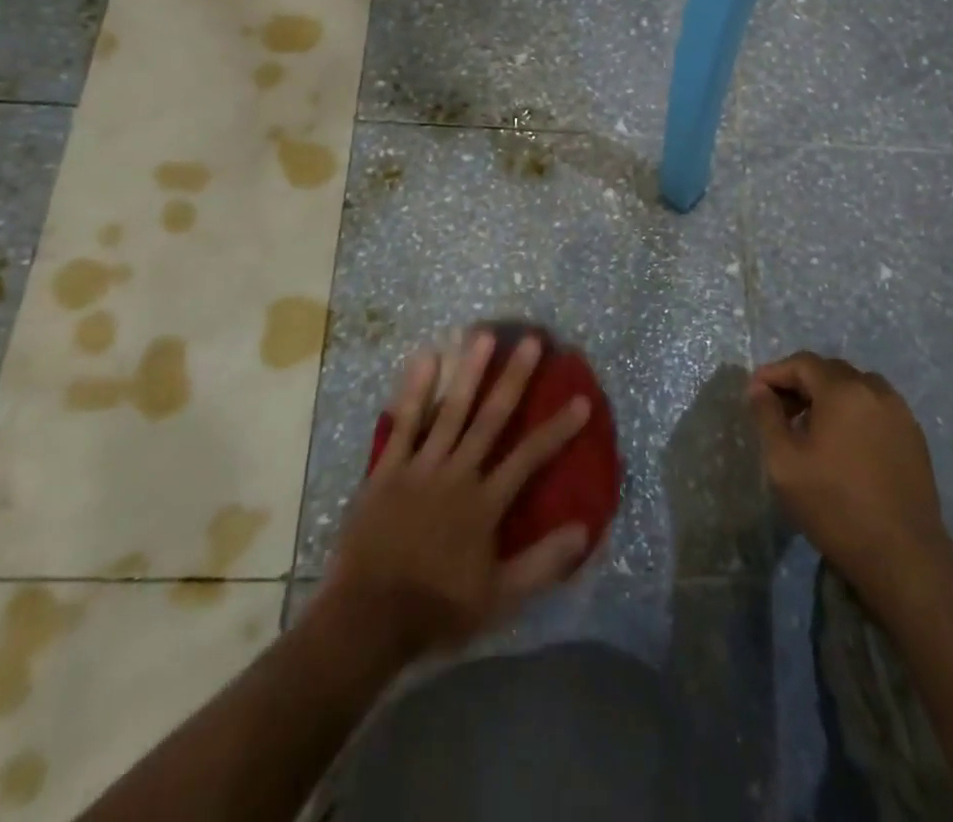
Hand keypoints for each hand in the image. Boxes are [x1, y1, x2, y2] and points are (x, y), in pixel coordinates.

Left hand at [318, 329, 593, 661]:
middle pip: (491, 418)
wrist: (368, 619)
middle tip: (531, 341)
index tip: (581, 399)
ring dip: (468, 371)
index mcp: (485, 503)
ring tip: (483, 335)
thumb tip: (585, 529)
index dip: (558, 428)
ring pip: (450, 410)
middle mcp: (457, 473)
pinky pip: (403, 422)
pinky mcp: (388, 468)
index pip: (530, 457)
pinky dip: (415, 390)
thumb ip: (542, 564)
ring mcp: (421, 466)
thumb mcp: (499, 598)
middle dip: (514, 378)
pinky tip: (425, 358)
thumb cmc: (437, 608)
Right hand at [747, 352, 947, 585]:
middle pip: (830, 371)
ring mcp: (900, 413)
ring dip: (828, 396)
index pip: (803, 363)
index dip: (775, 373)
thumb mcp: (784, 461)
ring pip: (855, 387)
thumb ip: (767, 416)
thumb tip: (759, 388)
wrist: (903, 557)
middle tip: (779, 410)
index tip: (754, 393)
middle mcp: (875, 391)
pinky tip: (842, 443)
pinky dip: (853, 412)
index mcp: (844, 390)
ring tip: (810, 427)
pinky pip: (875, 408)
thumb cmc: (834, 505)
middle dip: (800, 383)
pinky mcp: (914, 437)